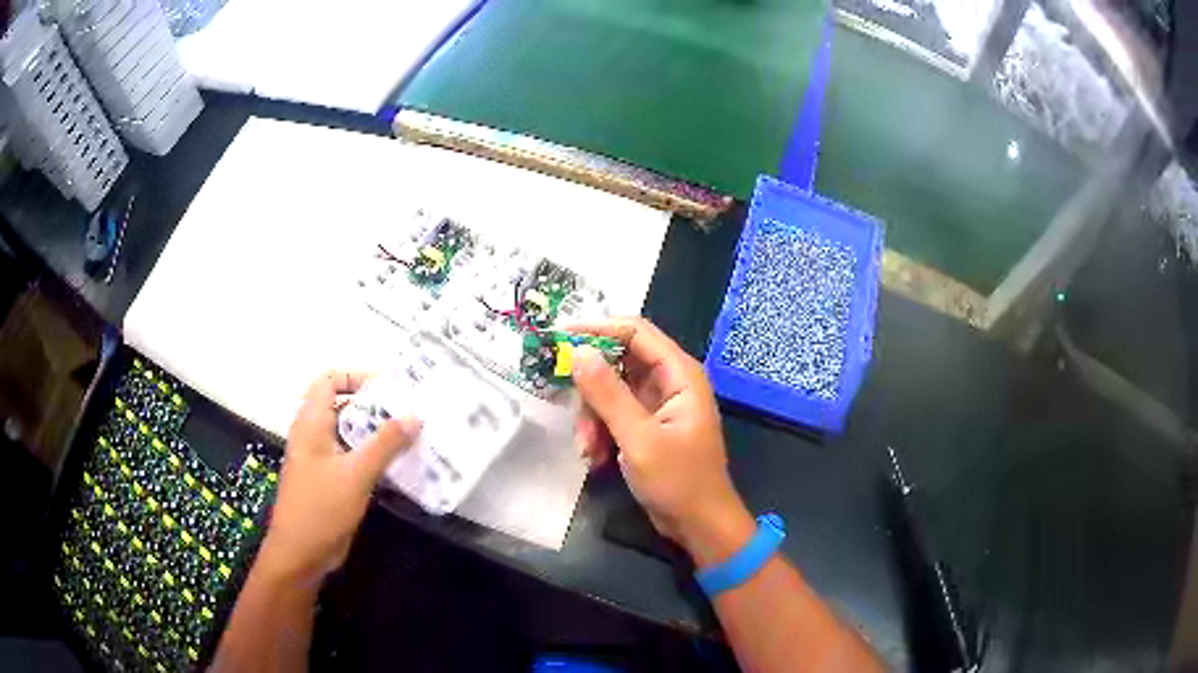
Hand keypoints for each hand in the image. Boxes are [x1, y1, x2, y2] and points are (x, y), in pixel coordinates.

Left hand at [257, 371, 420, 584]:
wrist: (301, 553)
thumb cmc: (321, 508)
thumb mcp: (356, 473)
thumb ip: (385, 444)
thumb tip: (414, 416)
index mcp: (311, 423)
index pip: (329, 381)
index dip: (356, 378)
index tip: (388, 390)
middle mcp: (315, 435)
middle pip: (344, 407)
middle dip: (375, 408)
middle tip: (410, 412)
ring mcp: (323, 459)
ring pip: (352, 435)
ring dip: (378, 435)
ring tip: (412, 436)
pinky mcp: (332, 481)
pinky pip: (354, 458)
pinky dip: (375, 457)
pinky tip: (400, 466)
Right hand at [571, 318, 754, 567]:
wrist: (699, 525)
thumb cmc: (679, 482)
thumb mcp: (639, 439)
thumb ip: (608, 395)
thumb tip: (578, 352)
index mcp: (679, 374)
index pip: (635, 331)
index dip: (597, 329)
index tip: (559, 337)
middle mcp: (669, 381)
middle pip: (618, 361)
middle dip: (591, 388)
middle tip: (571, 410)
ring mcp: (657, 404)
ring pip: (611, 391)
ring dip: (593, 418)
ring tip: (587, 449)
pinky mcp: (647, 425)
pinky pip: (614, 414)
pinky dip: (600, 432)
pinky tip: (596, 458)